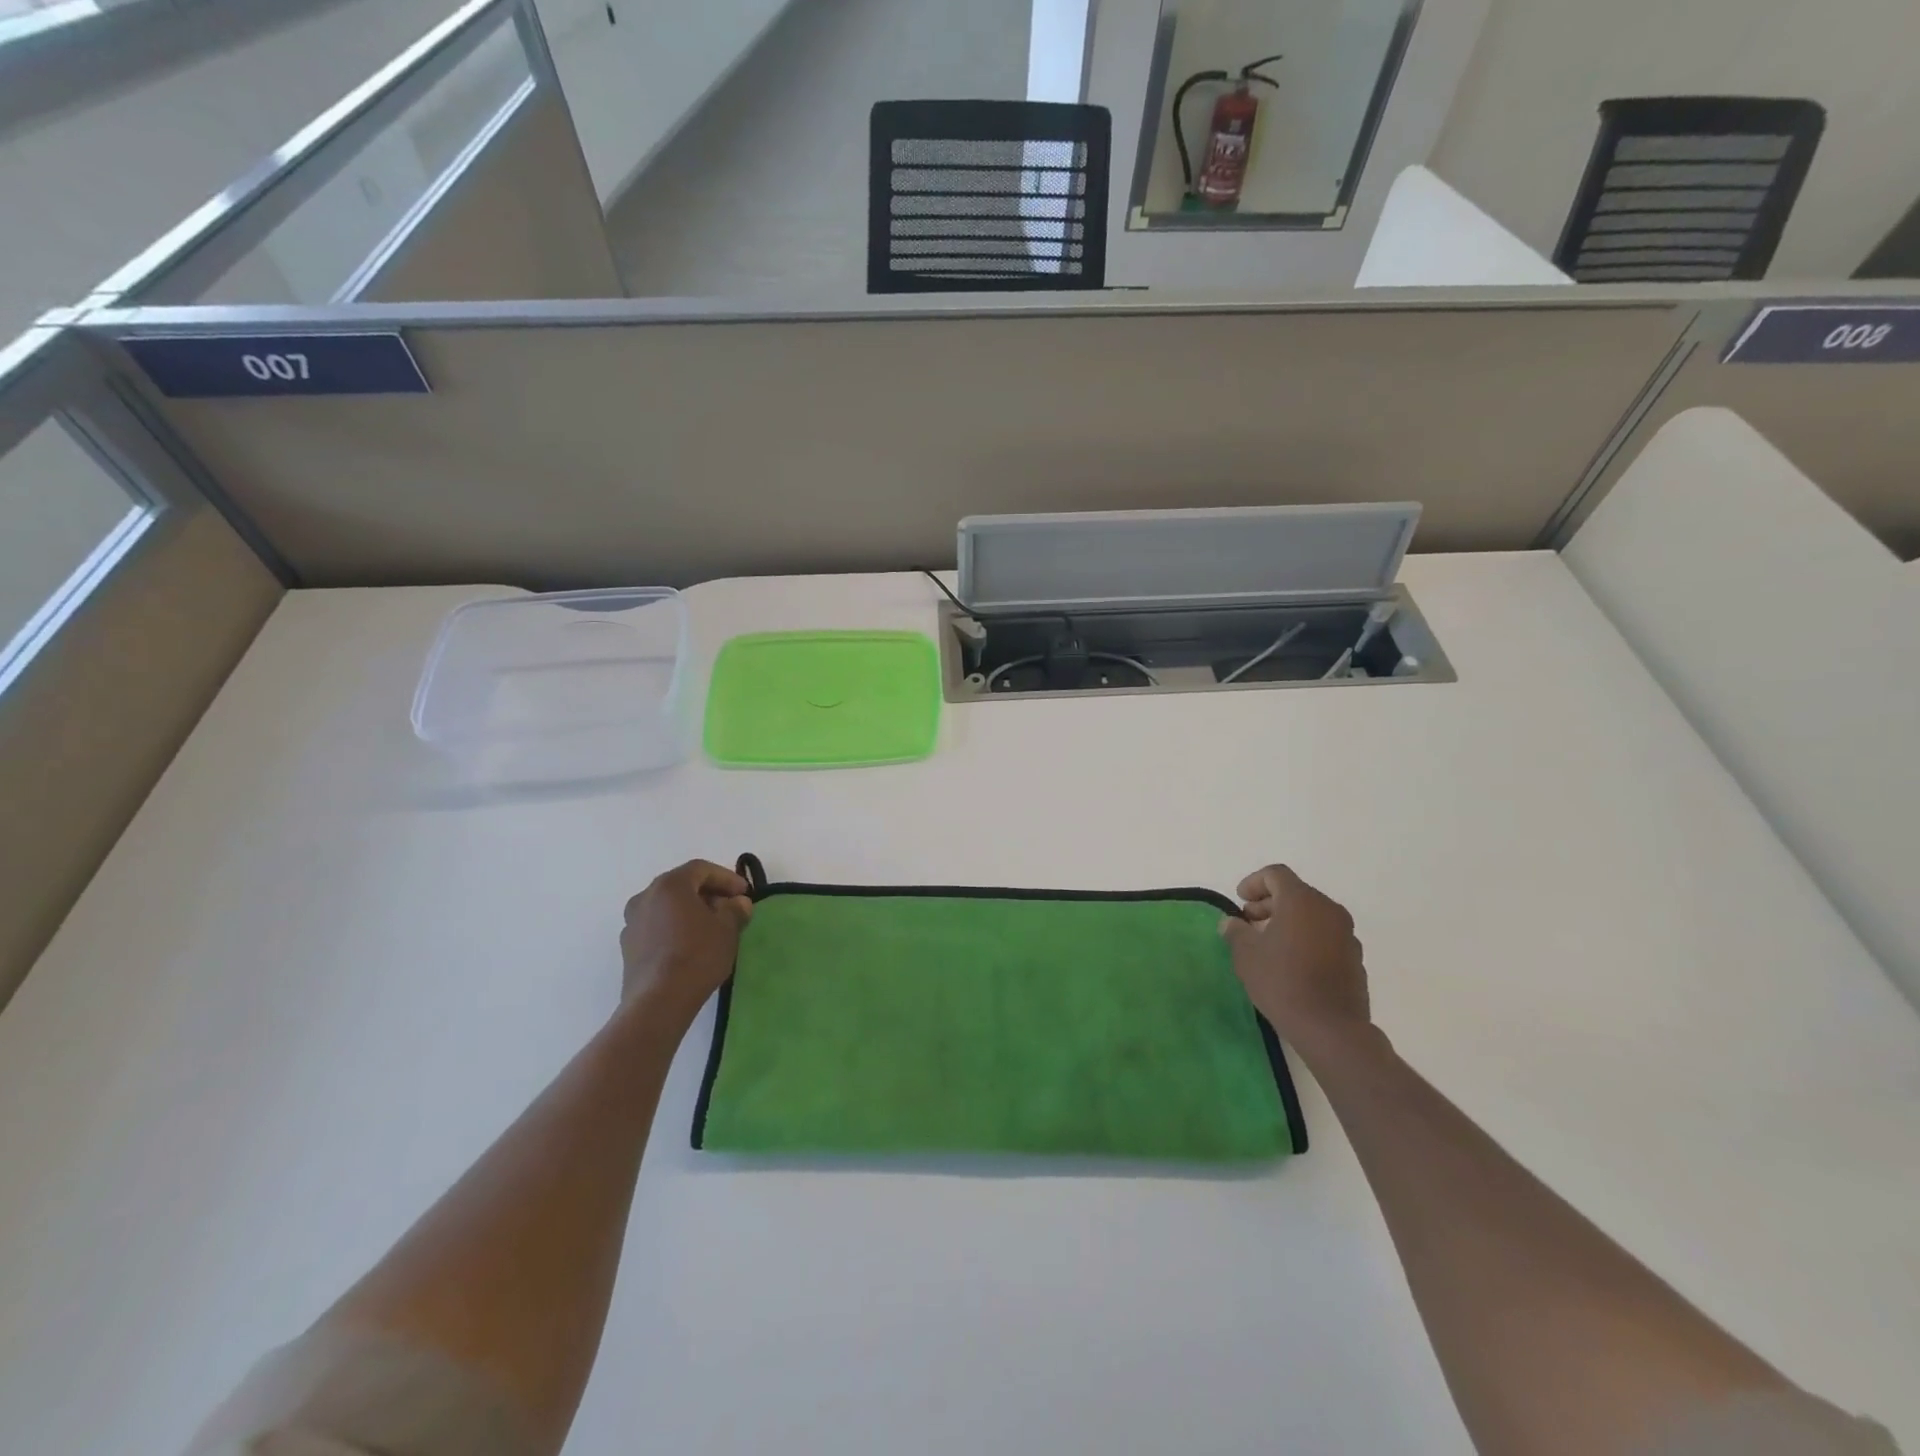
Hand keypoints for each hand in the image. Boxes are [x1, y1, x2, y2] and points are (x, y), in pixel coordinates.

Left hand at [619, 860, 753, 1025]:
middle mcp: (645, 897)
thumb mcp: (727, 929)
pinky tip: (690, 946)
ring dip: (690, 912)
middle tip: (730, 908)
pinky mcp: (628, 947)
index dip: (726, 878)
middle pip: (682, 886)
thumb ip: (735, 909)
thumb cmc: (697, 955)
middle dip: (709, 894)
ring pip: (667, 907)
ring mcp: (632, 923)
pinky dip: (675, 928)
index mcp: (669, 885)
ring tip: (711, 929)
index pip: (701, 869)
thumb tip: (738, 903)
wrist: (658, 1001)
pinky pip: (656, 927)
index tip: (744, 893)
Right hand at [1220, 865, 1371, 1057]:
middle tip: (1248, 922)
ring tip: (1267, 944)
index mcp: (1302, 901)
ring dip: (1288, 921)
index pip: (1276, 874)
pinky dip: (1306, 938)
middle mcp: (1329, 910)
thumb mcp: (1246, 955)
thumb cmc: (1282, 982)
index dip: (1253, 882)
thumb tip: (1231, 922)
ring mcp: (1346, 934)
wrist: (1331, 1028)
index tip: (1240, 901)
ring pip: (1312, 914)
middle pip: (1295, 893)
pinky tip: (1291, 962)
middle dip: (1269, 903)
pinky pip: (1325, 935)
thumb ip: (1236, 932)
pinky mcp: (1354, 957)